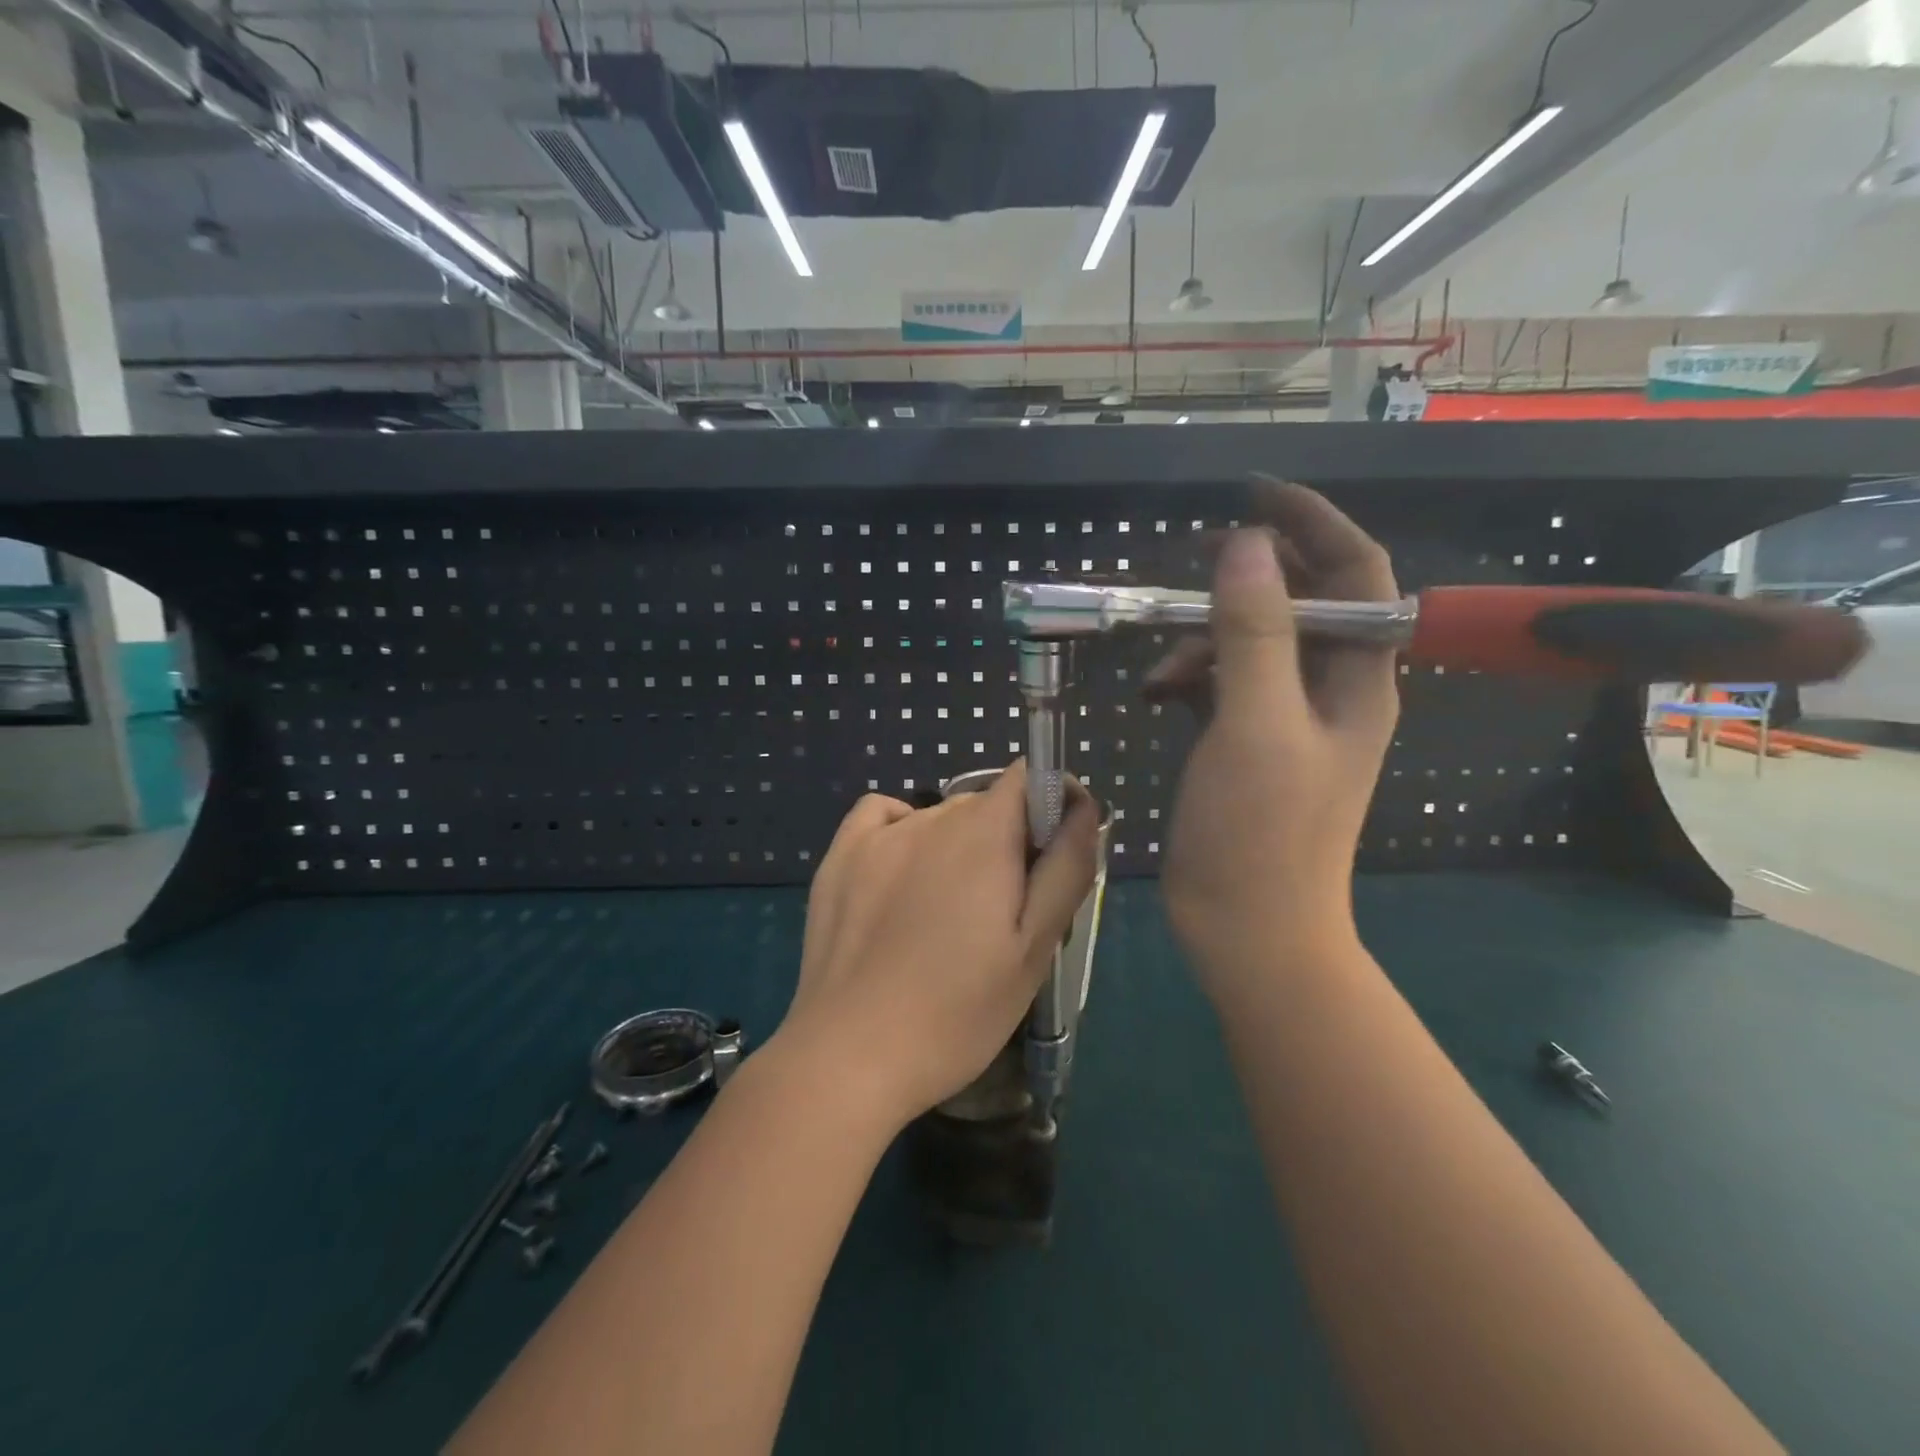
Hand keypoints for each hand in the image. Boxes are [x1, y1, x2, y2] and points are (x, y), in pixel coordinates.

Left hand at [773, 763, 1098, 1131]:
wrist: (850, 1055)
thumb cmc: (957, 1011)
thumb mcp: (1034, 948)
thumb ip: (1066, 868)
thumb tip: (1082, 807)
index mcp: (985, 832)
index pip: (1031, 778)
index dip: (1052, 804)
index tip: (1053, 855)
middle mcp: (932, 816)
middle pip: (988, 805)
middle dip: (1008, 841)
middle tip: (1004, 912)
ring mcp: (879, 834)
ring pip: (940, 818)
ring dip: (959, 847)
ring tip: (948, 915)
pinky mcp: (840, 856)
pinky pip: (883, 816)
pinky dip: (903, 832)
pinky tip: (902, 876)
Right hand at [1148, 478, 1398, 1000]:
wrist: (1249, 929)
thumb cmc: (1261, 831)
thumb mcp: (1256, 723)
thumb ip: (1255, 632)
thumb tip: (1246, 545)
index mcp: (1358, 679)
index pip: (1357, 574)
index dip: (1316, 523)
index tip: (1257, 494)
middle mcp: (1330, 691)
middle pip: (1301, 604)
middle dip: (1249, 578)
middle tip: (1192, 561)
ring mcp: (1287, 721)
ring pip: (1253, 645)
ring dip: (1206, 638)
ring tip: (1158, 667)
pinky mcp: (1248, 746)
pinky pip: (1224, 686)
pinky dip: (1191, 677)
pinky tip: (1155, 693)